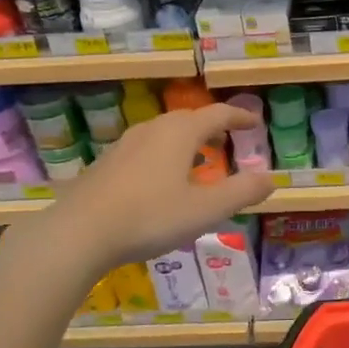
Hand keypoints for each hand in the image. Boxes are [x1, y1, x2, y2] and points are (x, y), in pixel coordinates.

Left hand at [21, 105, 273, 273]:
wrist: (78, 233)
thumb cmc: (150, 217)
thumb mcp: (206, 210)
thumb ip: (242, 192)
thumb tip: (270, 179)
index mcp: (180, 133)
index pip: (217, 114)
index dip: (239, 117)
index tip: (255, 123)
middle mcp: (152, 130)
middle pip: (188, 119)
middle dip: (211, 127)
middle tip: (227, 141)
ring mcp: (124, 146)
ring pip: (163, 133)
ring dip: (186, 141)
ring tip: (197, 160)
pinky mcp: (105, 165)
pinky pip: (145, 150)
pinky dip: (164, 155)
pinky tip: (161, 181)